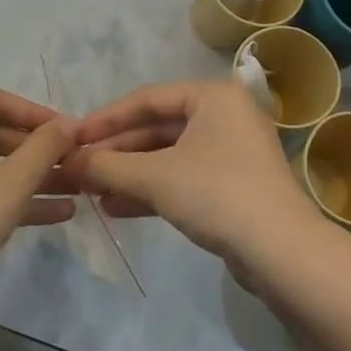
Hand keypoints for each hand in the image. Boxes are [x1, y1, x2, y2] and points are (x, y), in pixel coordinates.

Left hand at [0, 87, 78, 300]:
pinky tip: (55, 214)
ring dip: (29, 176)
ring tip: (74, 188)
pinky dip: (9, 197)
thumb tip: (68, 124)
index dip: (34, 111)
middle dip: (35, 149)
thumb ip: (44, 147)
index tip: (66, 130)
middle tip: (72, 160)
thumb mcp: (12, 183)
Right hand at [65, 80, 313, 270]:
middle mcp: (223, 117)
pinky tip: (116, 207)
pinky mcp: (232, 187)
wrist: (283, 253)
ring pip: (167, 156)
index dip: (105, 119)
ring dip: (128, 173)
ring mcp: (230, 153)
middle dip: (116, 151)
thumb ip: (107, 166)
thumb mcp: (154, 177)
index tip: (72, 137)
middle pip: (156, 128)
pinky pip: (182, 179)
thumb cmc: (217, 194)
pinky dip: (150, 190)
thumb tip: (67, 161)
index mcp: (212, 97)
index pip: (146, 99)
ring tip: (90, 191)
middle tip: (78, 167)